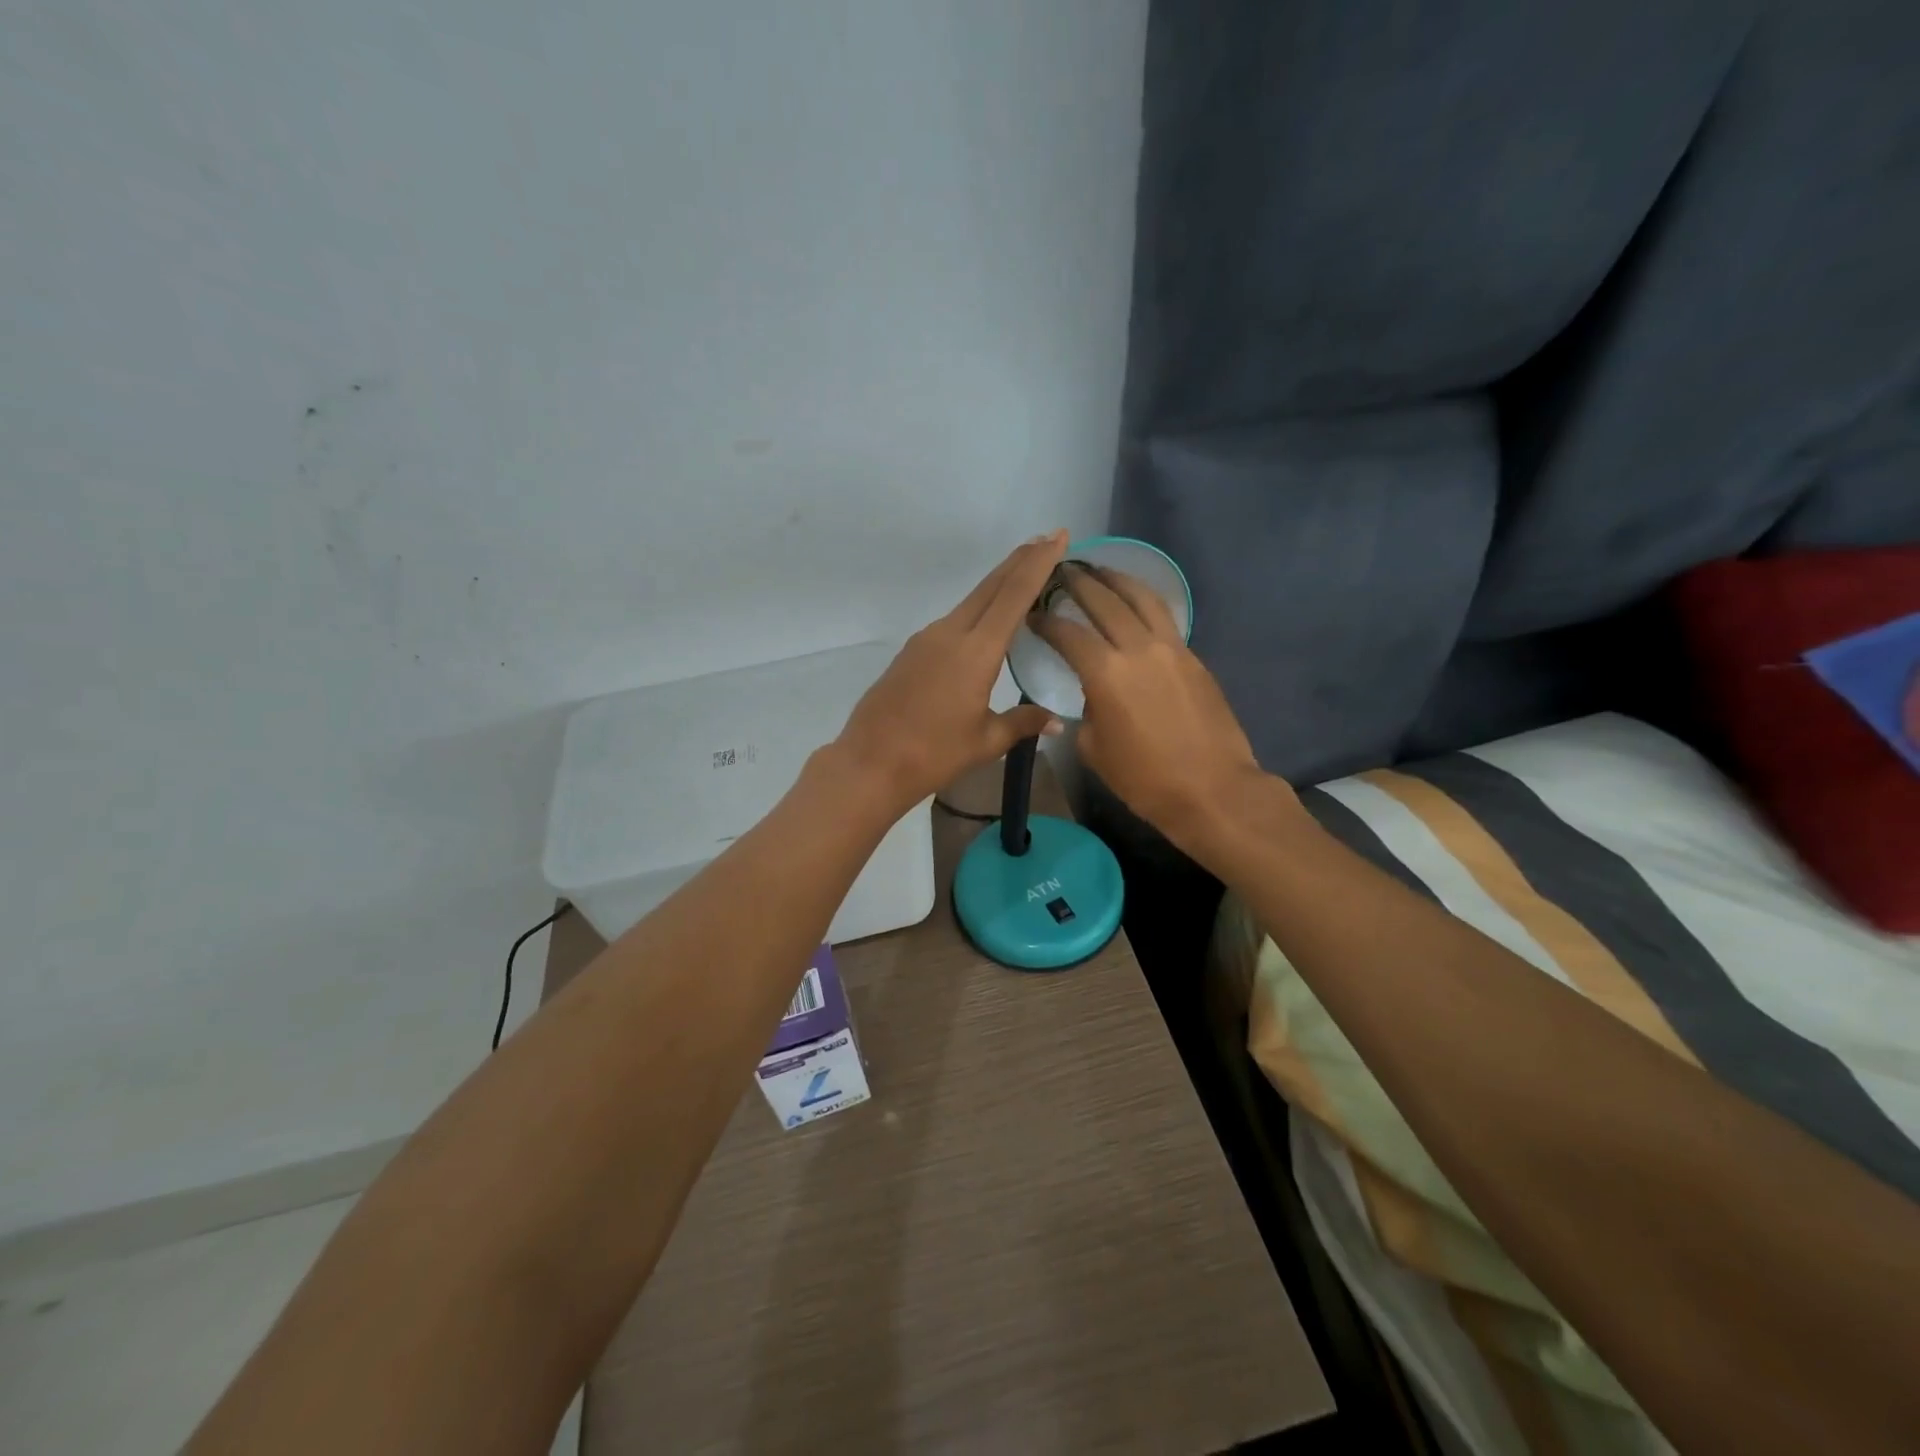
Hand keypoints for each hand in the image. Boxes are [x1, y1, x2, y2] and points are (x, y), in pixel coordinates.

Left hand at [834, 532, 1068, 813]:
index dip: (1038, 563)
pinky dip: (976, 611)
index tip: (1057, 536)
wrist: (870, 763)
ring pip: (969, 602)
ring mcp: (926, 640)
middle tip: (1046, 540)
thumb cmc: (933, 754)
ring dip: (997, 585)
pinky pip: (952, 621)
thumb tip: (1056, 721)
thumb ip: (1022, 722)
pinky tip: (985, 624)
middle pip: (990, 587)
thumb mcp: (985, 741)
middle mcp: (950, 634)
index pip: (1013, 596)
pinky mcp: (911, 652)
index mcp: (975, 651)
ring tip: (1022, 578)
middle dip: (1020, 561)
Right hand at [1029, 562, 1278, 846]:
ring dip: (1117, 579)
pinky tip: (1134, 604)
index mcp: (1105, 673)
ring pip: (1142, 598)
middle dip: (1079, 582)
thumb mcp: (1095, 749)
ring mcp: (1171, 648)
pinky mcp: (1193, 657)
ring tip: (1100, 570)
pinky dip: (1144, 602)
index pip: (1068, 633)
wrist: (1212, 789)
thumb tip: (1095, 694)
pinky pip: (1164, 618)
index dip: (1046, 620)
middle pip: (1105, 600)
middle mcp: (1138, 648)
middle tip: (1061, 571)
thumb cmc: (1145, 779)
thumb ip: (1088, 710)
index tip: (1032, 614)